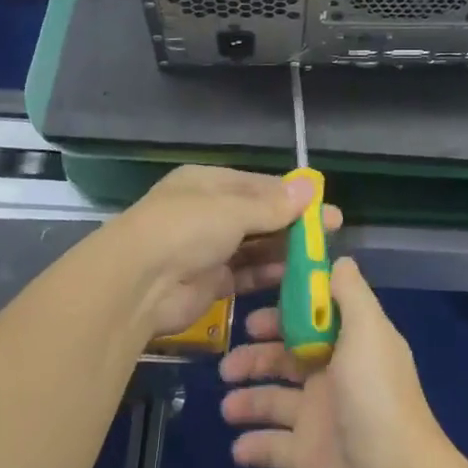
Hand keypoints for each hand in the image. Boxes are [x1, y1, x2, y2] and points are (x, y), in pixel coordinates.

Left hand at [100, 164, 344, 338]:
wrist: (137, 283)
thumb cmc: (186, 228)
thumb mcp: (233, 209)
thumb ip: (273, 205)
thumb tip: (310, 187)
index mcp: (208, 183)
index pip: (258, 185)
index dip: (293, 195)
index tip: (324, 205)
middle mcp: (207, 212)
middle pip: (259, 216)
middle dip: (293, 224)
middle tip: (331, 234)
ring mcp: (207, 249)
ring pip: (254, 247)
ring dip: (283, 251)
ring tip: (318, 258)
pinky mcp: (208, 283)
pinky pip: (245, 275)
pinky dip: (267, 275)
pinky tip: (294, 277)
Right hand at [220, 258, 448, 467]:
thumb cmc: (375, 396)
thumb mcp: (367, 331)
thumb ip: (350, 293)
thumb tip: (339, 259)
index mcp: (351, 344)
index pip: (312, 318)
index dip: (285, 312)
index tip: (254, 310)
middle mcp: (334, 376)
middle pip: (287, 357)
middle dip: (257, 355)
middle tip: (229, 361)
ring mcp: (319, 419)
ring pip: (274, 400)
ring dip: (249, 400)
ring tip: (227, 405)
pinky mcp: (306, 459)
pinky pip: (272, 447)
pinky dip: (253, 445)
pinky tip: (238, 446)